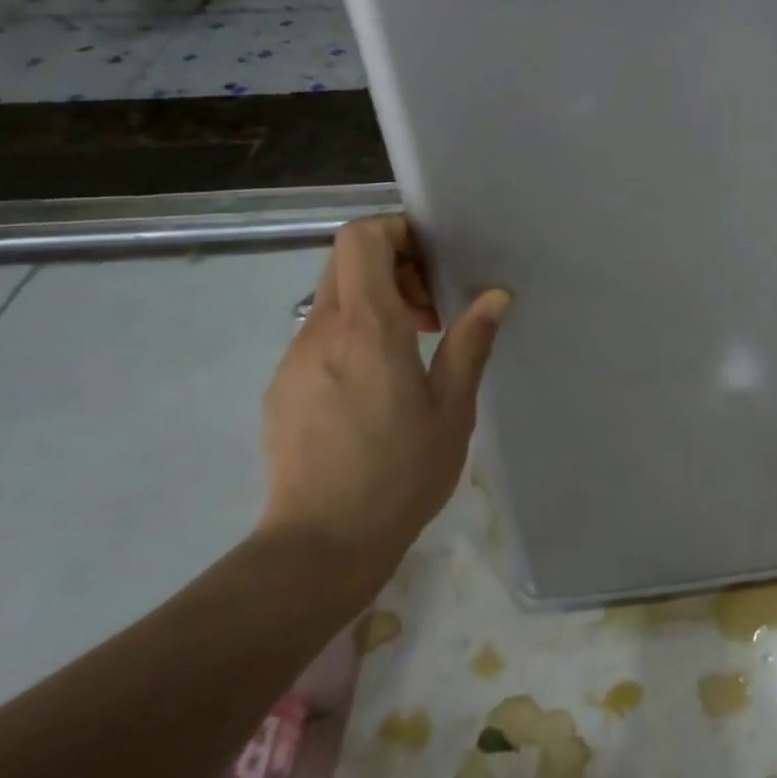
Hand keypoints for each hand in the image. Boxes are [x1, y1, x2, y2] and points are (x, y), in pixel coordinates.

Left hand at [258, 215, 509, 603]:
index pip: (361, 239)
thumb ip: (470, 343)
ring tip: (410, 350)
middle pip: (345, 261)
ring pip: (332, 298)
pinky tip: (377, 386)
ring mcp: (294, 360)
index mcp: (367, 329)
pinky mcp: (281, 388)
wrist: (319, 546)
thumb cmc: (400, 474)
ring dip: (375, 303)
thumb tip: (495, 296)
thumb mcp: (452, 408)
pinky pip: (319, 336)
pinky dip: (352, 336)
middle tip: (431, 311)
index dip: (396, 232)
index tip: (432, 264)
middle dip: (392, 266)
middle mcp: (321, 332)